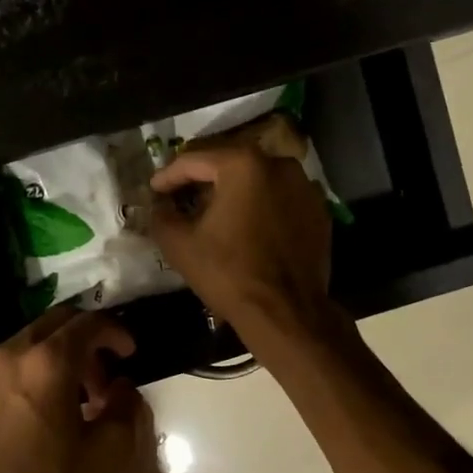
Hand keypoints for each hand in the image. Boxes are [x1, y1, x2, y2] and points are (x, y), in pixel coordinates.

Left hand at [0, 306, 139, 472]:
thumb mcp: (109, 455)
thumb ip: (124, 406)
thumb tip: (120, 386)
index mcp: (48, 363)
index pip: (88, 323)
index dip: (115, 331)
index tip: (129, 352)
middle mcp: (8, 356)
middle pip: (53, 324)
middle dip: (83, 341)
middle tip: (100, 377)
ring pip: (23, 347)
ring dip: (51, 360)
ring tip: (66, 400)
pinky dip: (23, 378)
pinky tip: (30, 416)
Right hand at [148, 143, 334, 341]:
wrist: (285, 313)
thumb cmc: (228, 273)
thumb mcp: (179, 244)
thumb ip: (162, 215)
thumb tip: (160, 205)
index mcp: (243, 164)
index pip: (195, 160)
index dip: (168, 175)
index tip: (154, 190)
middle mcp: (279, 164)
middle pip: (229, 164)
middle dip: (202, 180)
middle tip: (180, 197)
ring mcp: (305, 187)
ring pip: (258, 180)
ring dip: (233, 192)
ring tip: (213, 213)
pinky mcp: (319, 212)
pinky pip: (280, 200)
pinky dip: (260, 207)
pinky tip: (246, 228)